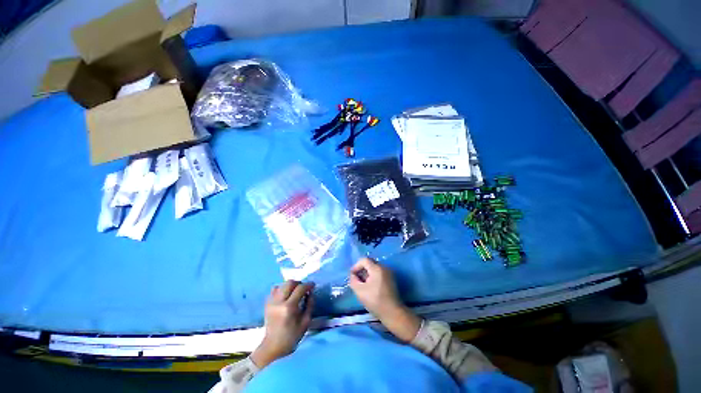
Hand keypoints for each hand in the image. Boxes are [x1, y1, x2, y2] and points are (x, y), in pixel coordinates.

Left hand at [251, 280, 314, 368]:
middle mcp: (279, 302)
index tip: (313, 285)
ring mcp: (271, 302)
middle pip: (290, 283)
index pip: (300, 288)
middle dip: (299, 283)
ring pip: (282, 284)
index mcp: (289, 307)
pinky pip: (275, 290)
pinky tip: (286, 295)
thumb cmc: (292, 336)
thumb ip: (310, 304)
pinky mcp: (267, 304)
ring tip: (295, 292)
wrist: (273, 346)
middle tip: (304, 288)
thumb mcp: (306, 322)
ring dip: (291, 285)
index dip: (308, 285)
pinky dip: (282, 289)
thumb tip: (310, 292)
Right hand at [349, 258, 420, 341]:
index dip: (356, 266)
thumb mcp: (360, 291)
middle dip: (361, 269)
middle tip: (356, 279)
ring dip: (367, 273)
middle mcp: (384, 267)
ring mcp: (389, 272)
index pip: (364, 260)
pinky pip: (379, 272)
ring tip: (362, 284)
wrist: (393, 312)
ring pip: (374, 268)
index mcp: (377, 268)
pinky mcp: (391, 278)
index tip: (352, 275)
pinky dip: (373, 276)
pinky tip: (370, 286)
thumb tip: (353, 275)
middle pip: (369, 263)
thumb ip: (353, 280)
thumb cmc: (375, 301)